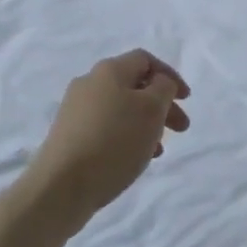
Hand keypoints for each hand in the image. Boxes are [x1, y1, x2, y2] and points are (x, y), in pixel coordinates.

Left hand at [25, 50, 190, 229]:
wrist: (59, 187)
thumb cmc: (113, 142)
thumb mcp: (151, 110)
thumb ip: (163, 88)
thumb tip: (159, 83)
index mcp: (109, 70)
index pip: (145, 60)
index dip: (170, 75)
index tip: (186, 100)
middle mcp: (89, 83)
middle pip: (134, 85)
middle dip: (161, 105)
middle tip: (181, 128)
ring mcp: (75, 110)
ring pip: (121, 109)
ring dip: (145, 124)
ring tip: (158, 150)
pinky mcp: (68, 136)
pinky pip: (106, 128)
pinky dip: (126, 137)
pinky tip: (133, 159)